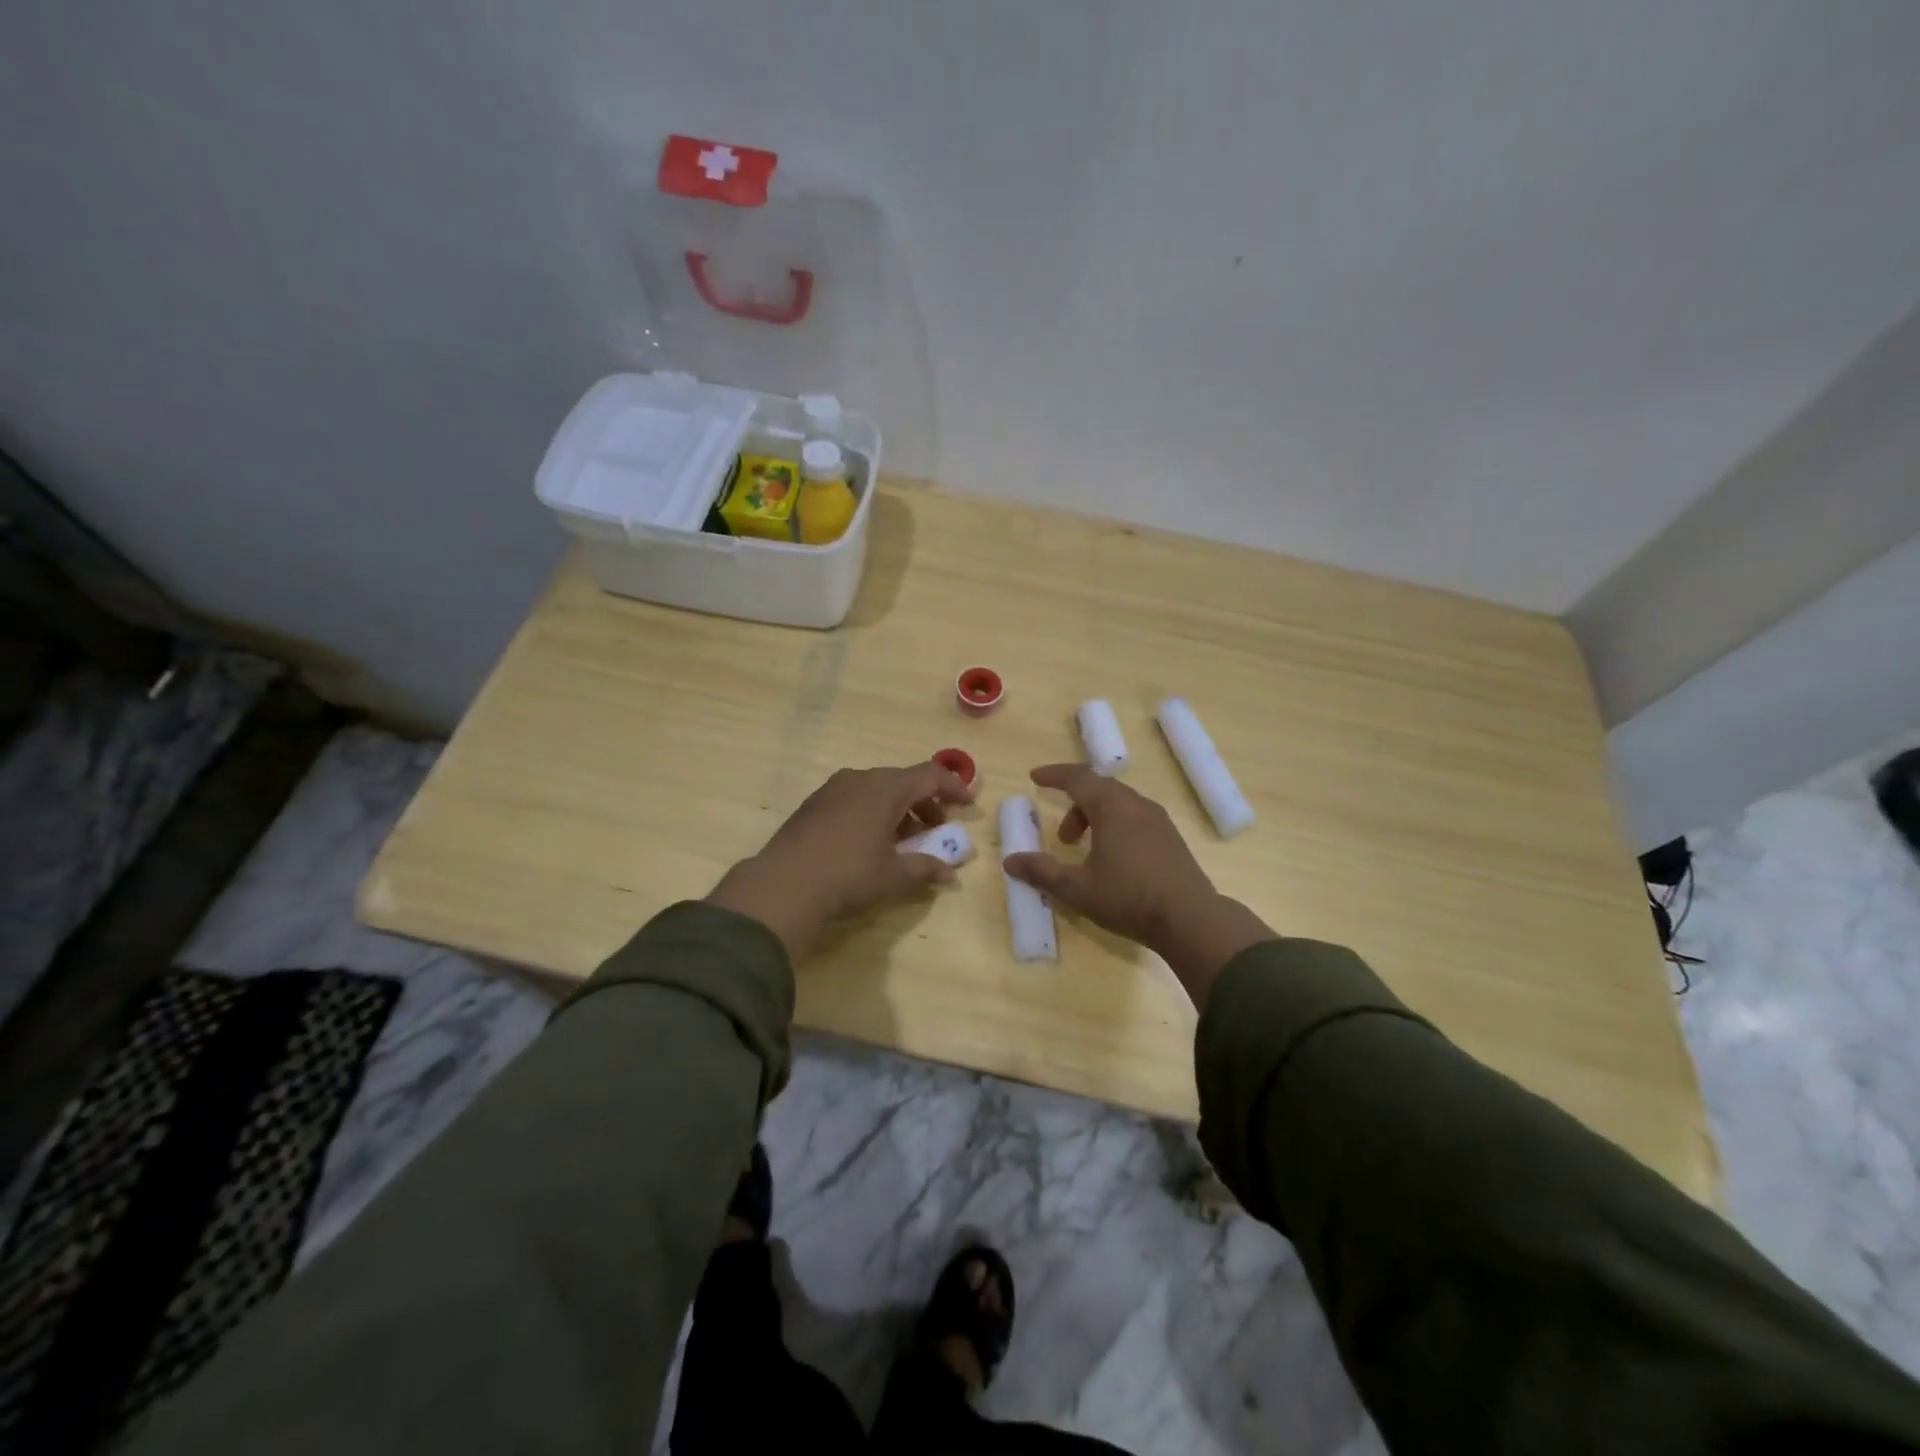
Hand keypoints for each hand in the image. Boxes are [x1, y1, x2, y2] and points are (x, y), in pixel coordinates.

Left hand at [706, 761, 972, 960]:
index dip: (953, 787)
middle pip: (902, 781)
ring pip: (876, 790)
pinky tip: (870, 842)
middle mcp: (859, 779)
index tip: (968, 805)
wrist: (783, 886)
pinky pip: (854, 799)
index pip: (929, 775)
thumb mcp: (894, 876)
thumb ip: (926, 869)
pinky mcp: (813, 805)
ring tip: (905, 841)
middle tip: (938, 828)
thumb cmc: (849, 876)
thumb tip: (950, 873)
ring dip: (898, 810)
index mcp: (885, 788)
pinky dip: (872, 813)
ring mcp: (832, 790)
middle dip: (925, 803)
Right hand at [1004, 764, 1273, 1006]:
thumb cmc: (1128, 898)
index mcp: (1112, 807)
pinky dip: (1115, 824)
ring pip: (1119, 803)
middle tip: (1062, 835)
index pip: (1077, 778)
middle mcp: (1136, 804)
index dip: (1054, 776)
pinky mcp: (1171, 837)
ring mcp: (1158, 820)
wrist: (1190, 919)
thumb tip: (1010, 861)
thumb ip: (1042, 871)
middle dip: (1074, 803)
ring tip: (1086, 851)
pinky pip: (1135, 816)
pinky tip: (1114, 857)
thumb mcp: (1077, 888)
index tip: (1035, 778)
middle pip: (1099, 788)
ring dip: (1095, 817)